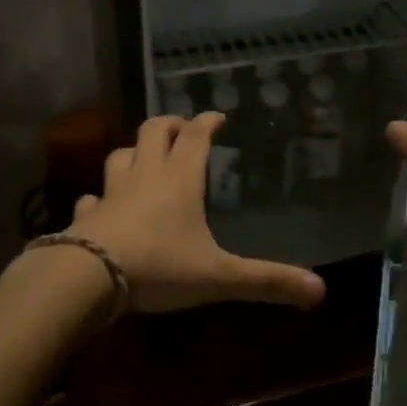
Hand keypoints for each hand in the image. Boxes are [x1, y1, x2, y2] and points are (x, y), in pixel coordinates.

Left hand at [67, 112, 326, 314]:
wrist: (89, 278)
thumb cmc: (160, 267)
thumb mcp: (219, 276)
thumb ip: (266, 281)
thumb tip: (320, 290)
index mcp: (180, 180)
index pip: (195, 136)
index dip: (206, 122)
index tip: (216, 115)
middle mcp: (145, 176)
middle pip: (152, 131)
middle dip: (168, 125)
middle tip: (180, 128)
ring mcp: (111, 193)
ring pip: (119, 156)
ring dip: (132, 153)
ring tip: (143, 158)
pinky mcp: (86, 216)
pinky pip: (91, 198)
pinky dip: (98, 197)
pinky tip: (100, 204)